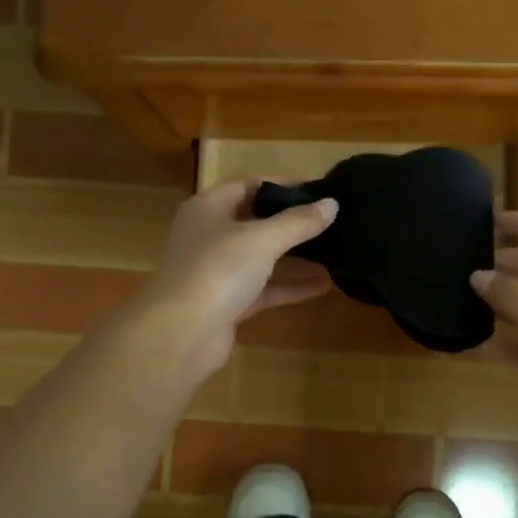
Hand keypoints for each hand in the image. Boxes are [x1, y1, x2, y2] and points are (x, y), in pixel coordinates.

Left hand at [135, 177, 336, 377]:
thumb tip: (332, 204)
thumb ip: (299, 222)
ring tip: (335, 251)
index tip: (321, 188)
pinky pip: (265, 288)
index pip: (250, 184)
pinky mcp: (228, 303)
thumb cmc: (218, 270)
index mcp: (209, 208)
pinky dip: (290, 285)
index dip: (285, 184)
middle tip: (332, 221)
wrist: (181, 333)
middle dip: (293, 222)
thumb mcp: (262, 239)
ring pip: (263, 257)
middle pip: (257, 221)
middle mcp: (211, 235)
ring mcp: (218, 271)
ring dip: (296, 256)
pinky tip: (324, 285)